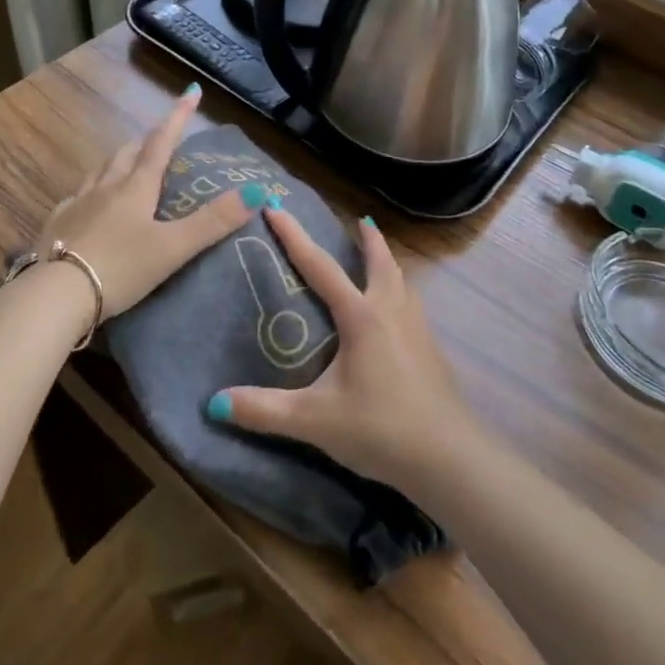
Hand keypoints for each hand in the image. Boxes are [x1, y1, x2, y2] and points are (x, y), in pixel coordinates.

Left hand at [32, 85, 259, 318]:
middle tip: (159, 143)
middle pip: (127, 153)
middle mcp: (105, 187)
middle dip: (145, 142)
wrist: (55, 296)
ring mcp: (77, 203)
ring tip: (126, 169)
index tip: (191, 91)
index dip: (178, 116)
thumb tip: (257, 191)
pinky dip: (90, 193)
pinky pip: (76, 197)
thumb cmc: (120, 268)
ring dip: (117, 164)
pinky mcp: (56, 224)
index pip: (161, 142)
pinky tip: (89, 207)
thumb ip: (213, 222)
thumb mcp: (173, 248)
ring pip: (100, 171)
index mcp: (136, 187)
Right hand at [207, 208, 481, 492]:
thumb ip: (265, 410)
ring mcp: (417, 330)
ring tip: (380, 258)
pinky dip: (401, 292)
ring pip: (402, 282)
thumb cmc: (380, 429)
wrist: (449, 458)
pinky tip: (397, 314)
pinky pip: (412, 306)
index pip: (320, 266)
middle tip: (361, 220)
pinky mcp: (432, 351)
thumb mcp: (316, 421)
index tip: (276, 206)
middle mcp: (391, 312)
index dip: (295, 235)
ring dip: (389, 263)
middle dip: (369, 238)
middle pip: (380, 262)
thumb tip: (215, 403)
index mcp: (361, 317)